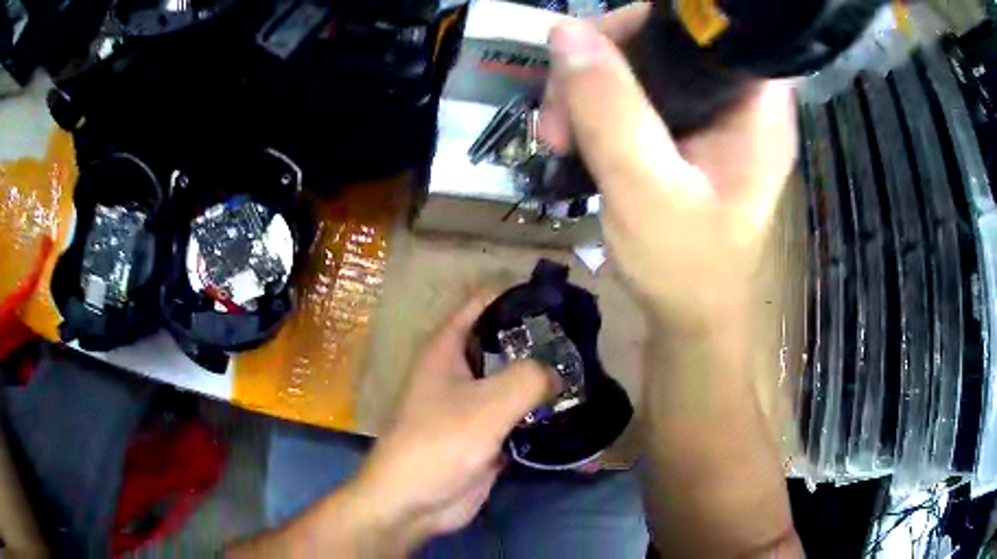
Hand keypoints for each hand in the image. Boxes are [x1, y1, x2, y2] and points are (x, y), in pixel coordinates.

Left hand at [349, 295, 559, 554]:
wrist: (414, 502)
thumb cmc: (440, 443)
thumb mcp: (488, 404)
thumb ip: (529, 378)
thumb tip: (558, 372)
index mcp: (447, 348)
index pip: (483, 303)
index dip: (517, 295)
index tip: (559, 301)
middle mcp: (459, 370)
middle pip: (502, 341)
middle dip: (539, 339)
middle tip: (582, 341)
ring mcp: (473, 404)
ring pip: (512, 380)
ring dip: (543, 378)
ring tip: (586, 370)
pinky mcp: (486, 434)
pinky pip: (518, 414)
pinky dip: (541, 411)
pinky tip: (573, 409)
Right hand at [539, 6, 795, 328]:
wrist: (690, 315)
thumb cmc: (685, 267)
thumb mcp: (645, 190)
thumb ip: (610, 110)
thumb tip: (565, 33)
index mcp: (756, 104)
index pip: (707, 26)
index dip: (647, 23)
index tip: (594, 53)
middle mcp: (739, 97)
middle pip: (665, 37)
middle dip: (602, 60)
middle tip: (559, 113)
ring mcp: (712, 111)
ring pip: (642, 61)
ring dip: (589, 86)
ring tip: (557, 136)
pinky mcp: (688, 128)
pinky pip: (636, 90)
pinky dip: (597, 105)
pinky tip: (573, 137)